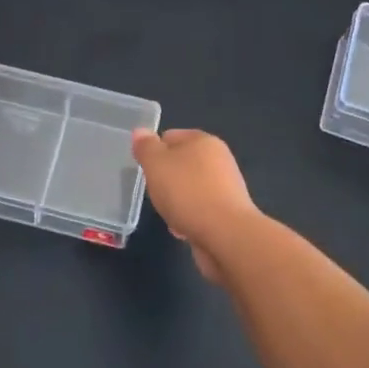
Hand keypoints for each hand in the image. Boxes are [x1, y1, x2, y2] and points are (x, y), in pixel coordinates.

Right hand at [131, 128, 260, 283]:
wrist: (226, 235)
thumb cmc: (187, 192)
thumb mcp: (156, 164)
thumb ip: (146, 147)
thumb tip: (141, 132)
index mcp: (203, 141)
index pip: (170, 137)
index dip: (154, 151)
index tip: (146, 170)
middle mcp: (219, 160)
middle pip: (181, 164)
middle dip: (165, 179)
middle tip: (155, 192)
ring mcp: (226, 187)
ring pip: (190, 189)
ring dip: (176, 201)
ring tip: (168, 214)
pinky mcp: (228, 213)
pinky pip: (200, 210)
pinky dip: (189, 217)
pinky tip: (182, 229)